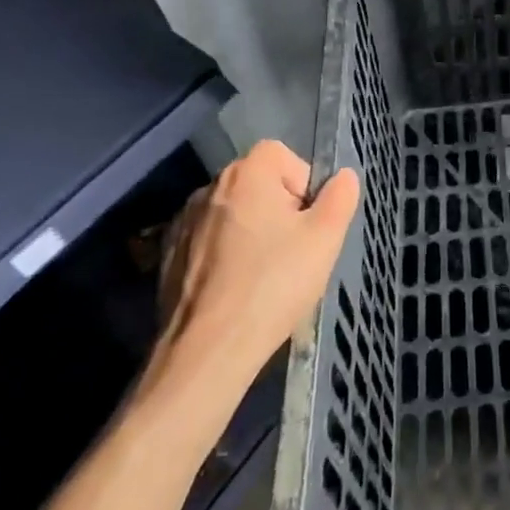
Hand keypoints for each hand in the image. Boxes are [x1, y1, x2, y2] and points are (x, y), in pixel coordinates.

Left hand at [138, 141, 358, 434]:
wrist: (206, 353)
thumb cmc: (272, 285)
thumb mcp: (326, 238)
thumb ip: (340, 197)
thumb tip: (342, 177)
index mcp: (246, 173)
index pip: (285, 157)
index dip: (303, 187)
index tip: (306, 225)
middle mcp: (210, 187)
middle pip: (259, 185)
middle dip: (279, 212)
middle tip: (291, 253)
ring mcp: (183, 223)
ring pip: (234, 215)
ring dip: (250, 234)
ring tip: (262, 278)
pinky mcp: (167, 257)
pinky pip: (209, 243)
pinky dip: (224, 258)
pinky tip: (235, 291)